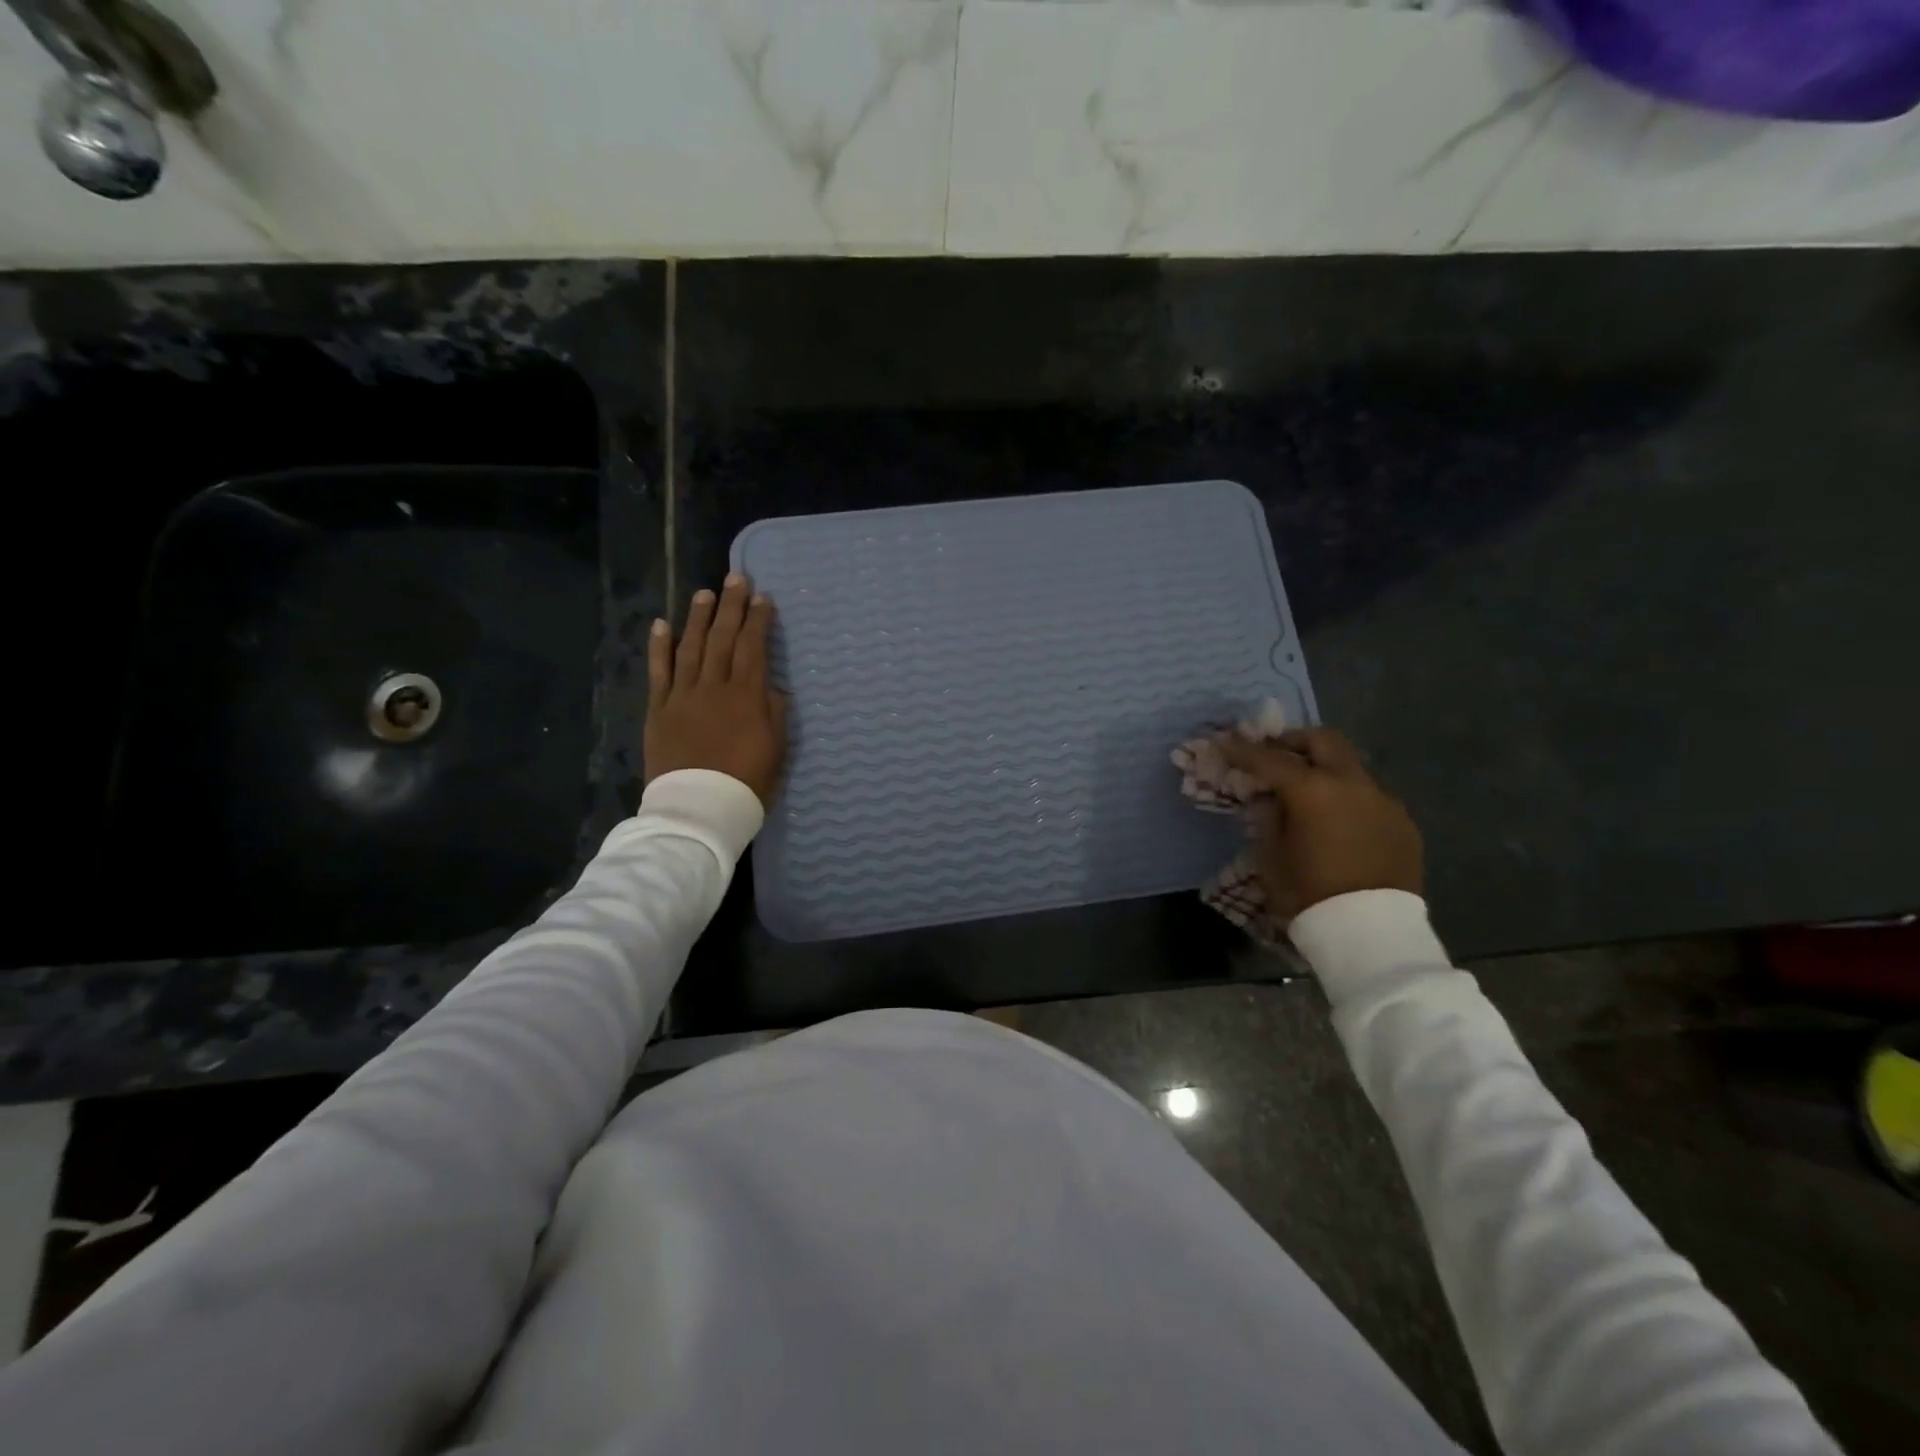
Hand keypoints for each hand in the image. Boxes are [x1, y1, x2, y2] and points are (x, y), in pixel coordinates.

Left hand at [645, 574, 788, 806]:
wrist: (699, 809)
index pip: (753, 648)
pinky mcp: (659, 711)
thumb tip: (771, 687)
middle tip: (736, 578)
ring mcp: (682, 697)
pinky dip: (660, 648)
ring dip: (698, 618)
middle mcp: (714, 687)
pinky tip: (662, 625)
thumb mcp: (776, 750)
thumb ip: (774, 713)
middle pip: (723, 639)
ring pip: (691, 648)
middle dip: (731, 607)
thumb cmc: (747, 783)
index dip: (758, 621)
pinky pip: (659, 673)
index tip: (763, 597)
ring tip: (705, 593)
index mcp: (746, 696)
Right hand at [1216, 726, 1422, 922]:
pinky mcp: (1403, 823)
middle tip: (1274, 755)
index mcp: (1312, 791)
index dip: (1240, 750)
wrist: (1371, 933)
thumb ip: (1269, 816)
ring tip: (1308, 793)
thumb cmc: (1309, 894)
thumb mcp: (1270, 855)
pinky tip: (1338, 823)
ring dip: (1325, 770)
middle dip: (1293, 742)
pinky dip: (1347, 798)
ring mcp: (1384, 801)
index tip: (1221, 743)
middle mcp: (1352, 784)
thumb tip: (1272, 798)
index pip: (1268, 759)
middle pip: (1322, 740)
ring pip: (1351, 767)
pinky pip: (1370, 797)